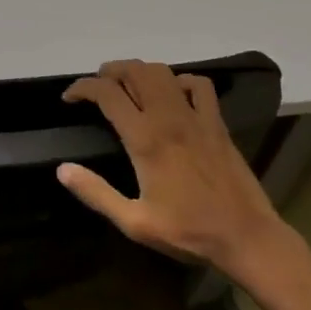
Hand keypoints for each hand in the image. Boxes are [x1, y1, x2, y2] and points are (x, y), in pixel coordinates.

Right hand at [58, 60, 284, 275]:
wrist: (248, 238)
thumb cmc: (188, 232)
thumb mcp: (134, 222)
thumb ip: (96, 193)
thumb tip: (62, 169)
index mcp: (145, 140)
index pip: (107, 94)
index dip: (82, 88)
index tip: (69, 99)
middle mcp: (169, 119)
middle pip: (135, 71)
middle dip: (110, 71)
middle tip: (97, 87)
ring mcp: (197, 118)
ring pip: (164, 73)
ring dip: (140, 71)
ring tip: (127, 86)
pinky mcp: (217, 124)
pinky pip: (199, 86)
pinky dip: (179, 81)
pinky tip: (172, 95)